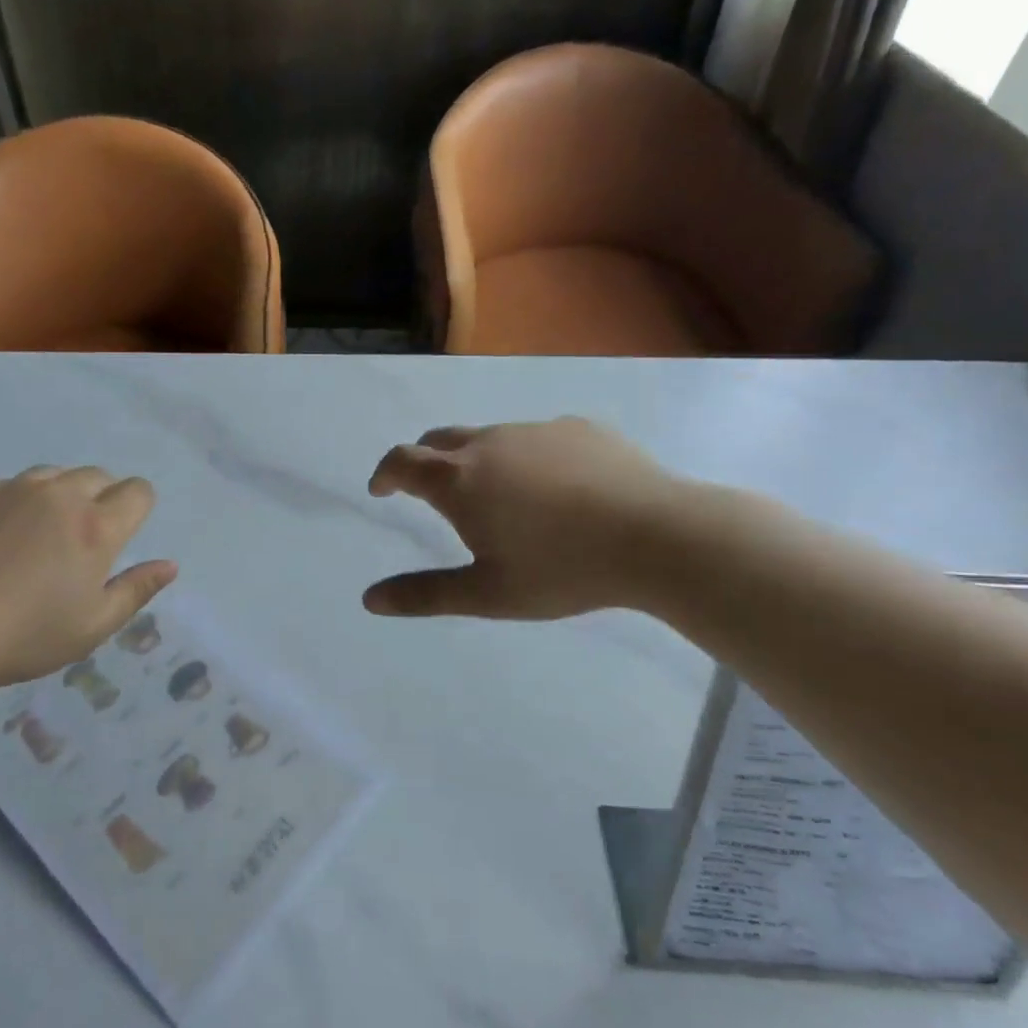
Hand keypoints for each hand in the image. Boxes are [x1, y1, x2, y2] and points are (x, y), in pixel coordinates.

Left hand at [0, 467, 176, 694]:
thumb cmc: (20, 639)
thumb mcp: (90, 628)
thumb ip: (135, 590)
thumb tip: (169, 564)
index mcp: (95, 527)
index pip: (137, 491)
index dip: (136, 507)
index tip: (121, 531)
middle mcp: (57, 494)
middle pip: (96, 476)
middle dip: (97, 499)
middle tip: (74, 541)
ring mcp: (8, 487)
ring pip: (48, 476)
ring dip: (52, 497)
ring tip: (29, 538)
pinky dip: (3, 506)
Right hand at [364, 418, 687, 619]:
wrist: (658, 536)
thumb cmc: (563, 569)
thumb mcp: (488, 594)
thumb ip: (424, 594)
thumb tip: (369, 599)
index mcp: (460, 480)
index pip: (402, 461)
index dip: (385, 473)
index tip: (382, 490)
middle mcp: (490, 443)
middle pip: (440, 439)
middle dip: (424, 461)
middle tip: (430, 492)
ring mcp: (536, 430)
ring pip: (491, 438)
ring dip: (478, 461)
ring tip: (502, 499)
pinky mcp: (579, 428)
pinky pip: (537, 439)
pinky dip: (527, 458)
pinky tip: (558, 491)